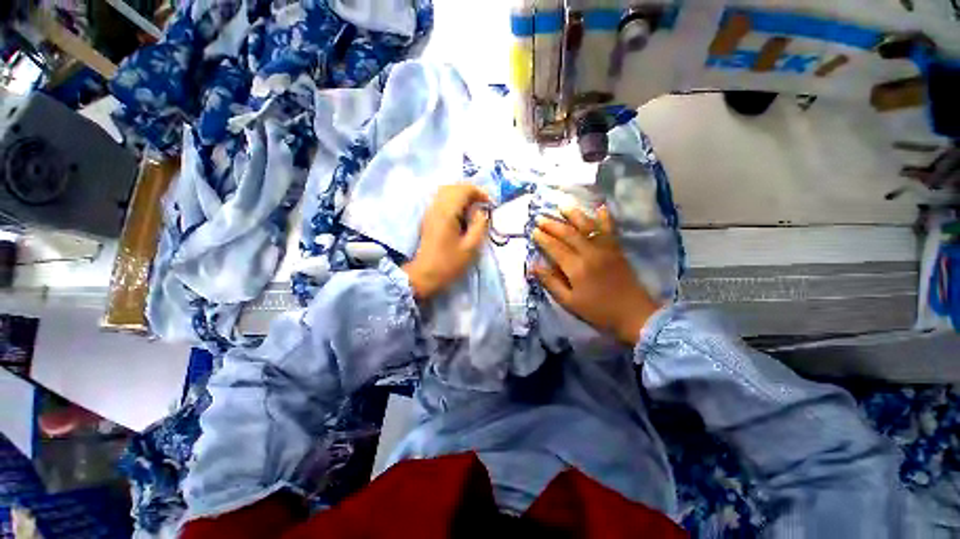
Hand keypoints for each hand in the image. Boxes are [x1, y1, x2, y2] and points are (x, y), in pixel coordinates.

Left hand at [403, 184, 489, 300]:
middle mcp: (436, 207)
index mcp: (447, 212)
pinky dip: (454, 201)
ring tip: (474, 209)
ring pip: (446, 192)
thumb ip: (480, 225)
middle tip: (483, 205)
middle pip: (454, 187)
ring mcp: (430, 212)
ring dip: (462, 196)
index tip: (489, 204)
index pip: (463, 189)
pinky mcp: (428, 218)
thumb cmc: (449, 263)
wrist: (424, 275)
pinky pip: (442, 200)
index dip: (479, 192)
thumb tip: (480, 211)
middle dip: (471, 192)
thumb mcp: (471, 247)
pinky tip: (462, 214)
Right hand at [532, 206, 658, 345]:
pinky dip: (605, 217)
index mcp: (576, 268)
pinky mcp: (617, 249)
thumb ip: (550, 282)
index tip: (533, 231)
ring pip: (588, 226)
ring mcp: (606, 249)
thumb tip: (533, 266)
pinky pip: (610, 229)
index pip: (555, 248)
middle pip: (568, 233)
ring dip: (574, 214)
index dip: (543, 238)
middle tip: (540, 218)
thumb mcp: (569, 302)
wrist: (634, 314)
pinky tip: (600, 207)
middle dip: (552, 225)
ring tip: (563, 205)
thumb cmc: (597, 311)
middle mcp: (590, 253)